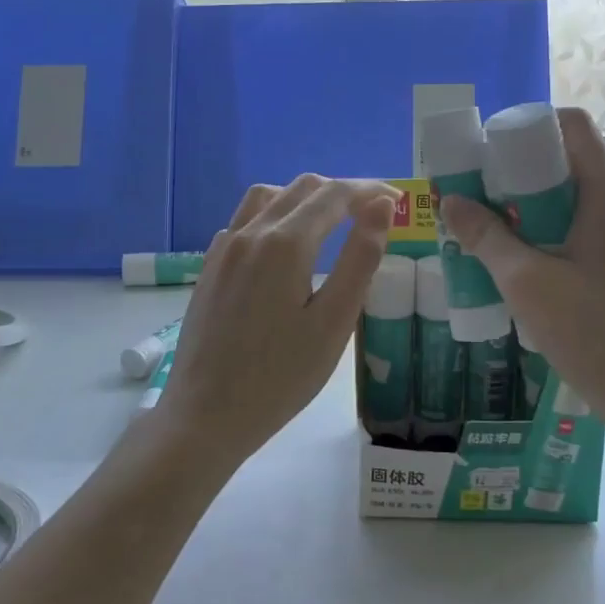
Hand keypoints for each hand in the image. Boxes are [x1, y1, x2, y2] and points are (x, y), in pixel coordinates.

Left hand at [155, 175, 400, 465]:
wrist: (205, 415)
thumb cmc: (279, 377)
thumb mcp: (333, 323)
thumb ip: (360, 260)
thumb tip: (382, 207)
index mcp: (285, 243)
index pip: (335, 195)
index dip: (370, 190)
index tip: (399, 199)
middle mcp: (251, 233)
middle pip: (302, 188)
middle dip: (342, 191)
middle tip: (374, 213)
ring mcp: (225, 248)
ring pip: (268, 196)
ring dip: (305, 198)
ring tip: (331, 222)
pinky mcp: (210, 266)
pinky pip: (245, 220)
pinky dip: (274, 215)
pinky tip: (284, 247)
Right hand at [438, 109, 604, 439]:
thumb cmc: (595, 333)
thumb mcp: (527, 283)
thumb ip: (486, 238)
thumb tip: (451, 201)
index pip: (571, 126)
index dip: (527, 127)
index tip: (487, 154)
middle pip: (567, 164)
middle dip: (516, 176)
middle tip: (475, 200)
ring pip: (573, 203)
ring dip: (529, 212)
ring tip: (489, 237)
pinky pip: (584, 234)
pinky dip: (550, 237)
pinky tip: (523, 270)